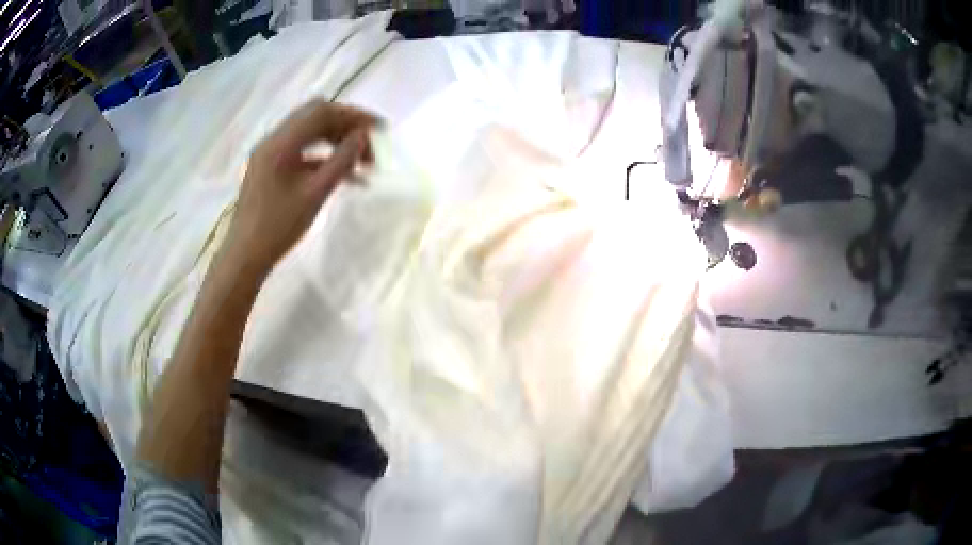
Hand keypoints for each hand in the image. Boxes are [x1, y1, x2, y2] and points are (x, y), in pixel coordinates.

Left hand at [224, 100, 378, 273]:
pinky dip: (323, 157)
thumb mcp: (315, 194)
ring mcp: (270, 153)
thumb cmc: (279, 227)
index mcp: (281, 142)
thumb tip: (362, 137)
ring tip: (362, 163)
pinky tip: (344, 175)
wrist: (246, 255)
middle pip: (316, 118)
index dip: (354, 115)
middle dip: (347, 127)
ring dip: (336, 141)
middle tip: (370, 146)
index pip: (322, 111)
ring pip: (310, 134)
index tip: (378, 129)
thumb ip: (341, 161)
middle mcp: (273, 140)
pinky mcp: (270, 167)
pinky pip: (301, 152)